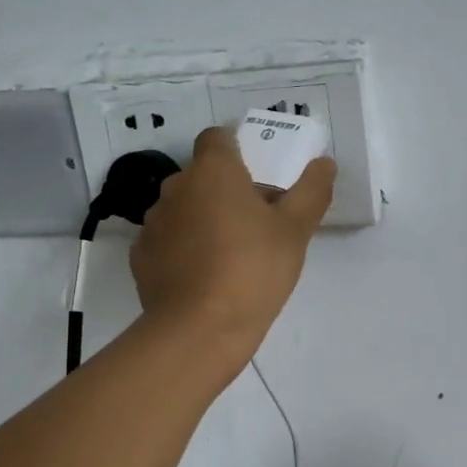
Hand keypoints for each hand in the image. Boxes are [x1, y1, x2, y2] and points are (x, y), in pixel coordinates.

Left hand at [130, 127, 334, 367]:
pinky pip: (168, 241)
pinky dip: (184, 249)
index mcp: (214, 171)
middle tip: (255, 219)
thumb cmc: (254, 268)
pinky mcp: (142, 257)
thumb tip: (324, 163)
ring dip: (202, 218)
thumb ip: (312, 191)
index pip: (217, 138)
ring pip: (183, 208)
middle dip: (224, 189)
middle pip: (201, 175)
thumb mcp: (296, 230)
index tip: (258, 173)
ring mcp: (154, 222)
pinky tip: (205, 275)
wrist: (200, 328)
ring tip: (230, 252)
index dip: (237, 149)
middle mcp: (176, 187)